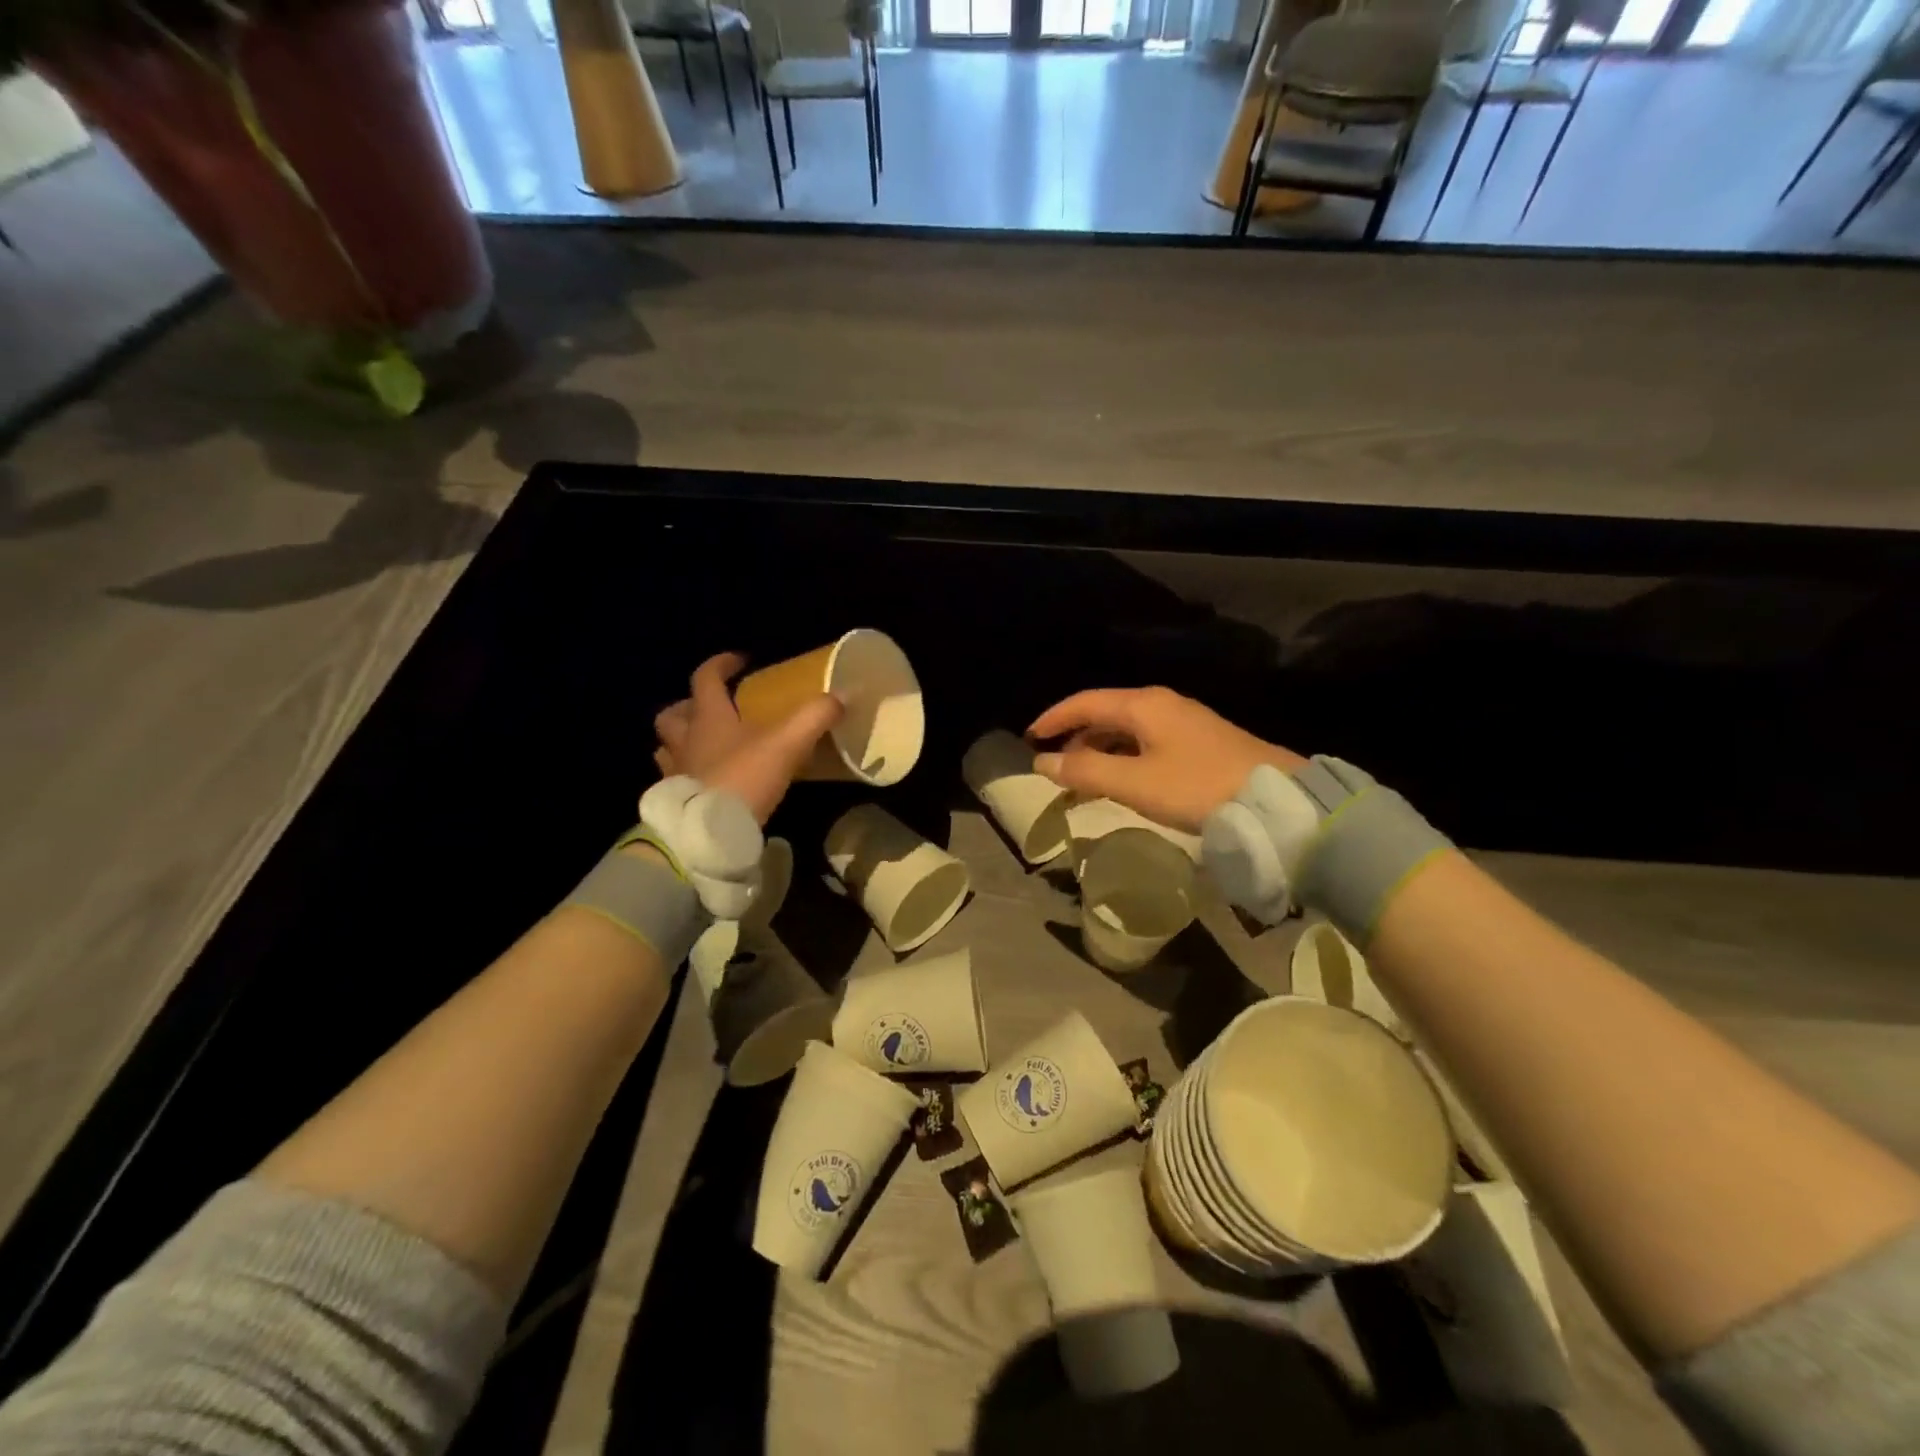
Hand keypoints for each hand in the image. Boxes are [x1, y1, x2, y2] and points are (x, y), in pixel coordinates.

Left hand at [653, 653, 842, 824]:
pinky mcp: (676, 802)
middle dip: (688, 706)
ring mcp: (676, 772)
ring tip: (704, 746)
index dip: (721, 664)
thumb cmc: (744, 778)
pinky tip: (708, 782)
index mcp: (708, 718)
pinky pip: (675, 780)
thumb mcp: (787, 743)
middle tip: (712, 709)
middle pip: (672, 715)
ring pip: (666, 747)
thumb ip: (814, 717)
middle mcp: (685, 740)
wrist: (709, 832)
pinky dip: (688, 775)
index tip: (739, 661)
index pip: (706, 678)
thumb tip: (841, 697)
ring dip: (681, 741)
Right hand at [1027, 687, 1303, 830]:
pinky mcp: (1200, 741)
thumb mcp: (1134, 782)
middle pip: (1106, 713)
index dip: (1053, 718)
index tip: (1029, 738)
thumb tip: (1044, 761)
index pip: (1085, 702)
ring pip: (1127, 729)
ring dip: (1099, 749)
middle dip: (1075, 737)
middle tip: (1054, 766)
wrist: (1276, 798)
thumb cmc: (1197, 787)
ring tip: (1083, 779)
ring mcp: (1184, 721)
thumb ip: (1085, 770)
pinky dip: (1123, 757)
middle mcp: (1161, 704)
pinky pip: (1146, 741)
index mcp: (1143, 705)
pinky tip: (1122, 779)